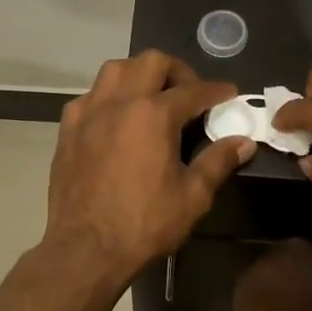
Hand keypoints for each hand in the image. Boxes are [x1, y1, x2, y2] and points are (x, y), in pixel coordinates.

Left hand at [43, 51, 254, 284]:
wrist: (86, 249)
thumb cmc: (144, 224)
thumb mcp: (192, 196)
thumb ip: (218, 162)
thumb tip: (244, 142)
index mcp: (153, 114)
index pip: (193, 90)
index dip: (216, 90)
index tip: (229, 93)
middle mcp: (119, 101)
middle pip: (151, 62)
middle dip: (177, 71)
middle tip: (189, 93)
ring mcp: (88, 112)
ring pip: (115, 69)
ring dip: (139, 74)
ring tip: (152, 97)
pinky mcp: (68, 128)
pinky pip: (91, 96)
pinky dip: (110, 97)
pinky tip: (117, 119)